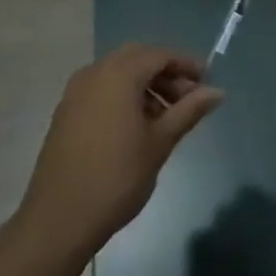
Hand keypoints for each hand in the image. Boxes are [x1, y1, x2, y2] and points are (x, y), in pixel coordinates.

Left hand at [19, 44, 223, 257]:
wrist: (58, 220)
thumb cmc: (117, 177)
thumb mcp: (160, 142)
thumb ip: (189, 111)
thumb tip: (217, 92)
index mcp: (118, 74)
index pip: (159, 55)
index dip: (186, 65)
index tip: (207, 81)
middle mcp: (94, 73)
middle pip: (138, 59)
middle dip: (165, 73)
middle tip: (188, 97)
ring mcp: (75, 93)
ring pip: (118, 74)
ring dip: (145, 85)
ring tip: (167, 116)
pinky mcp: (66, 113)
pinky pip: (102, 90)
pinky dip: (124, 96)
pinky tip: (138, 126)